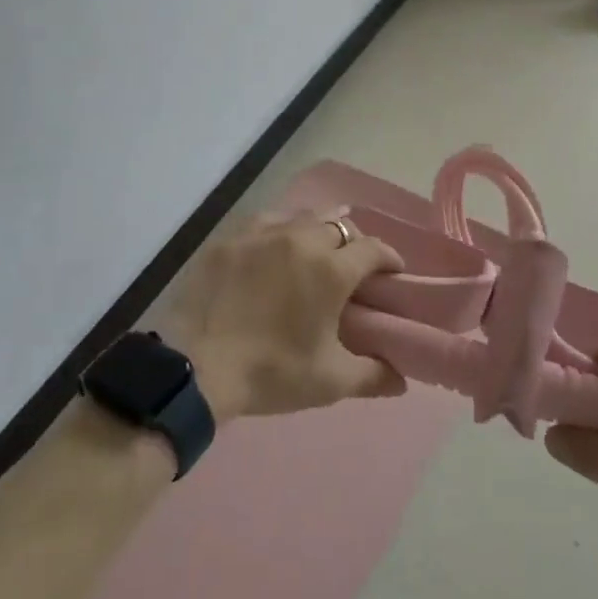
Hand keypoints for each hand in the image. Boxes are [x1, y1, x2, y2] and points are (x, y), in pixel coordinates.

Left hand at [157, 210, 406, 419]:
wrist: (196, 367)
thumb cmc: (271, 372)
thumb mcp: (329, 381)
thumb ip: (372, 376)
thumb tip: (402, 380)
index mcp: (330, 269)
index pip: (373, 249)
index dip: (388, 258)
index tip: (393, 273)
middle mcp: (301, 240)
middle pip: (339, 225)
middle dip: (354, 242)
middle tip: (353, 266)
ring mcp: (262, 234)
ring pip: (302, 217)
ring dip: (318, 230)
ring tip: (316, 250)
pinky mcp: (230, 239)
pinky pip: (266, 221)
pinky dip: (281, 229)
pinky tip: (276, 245)